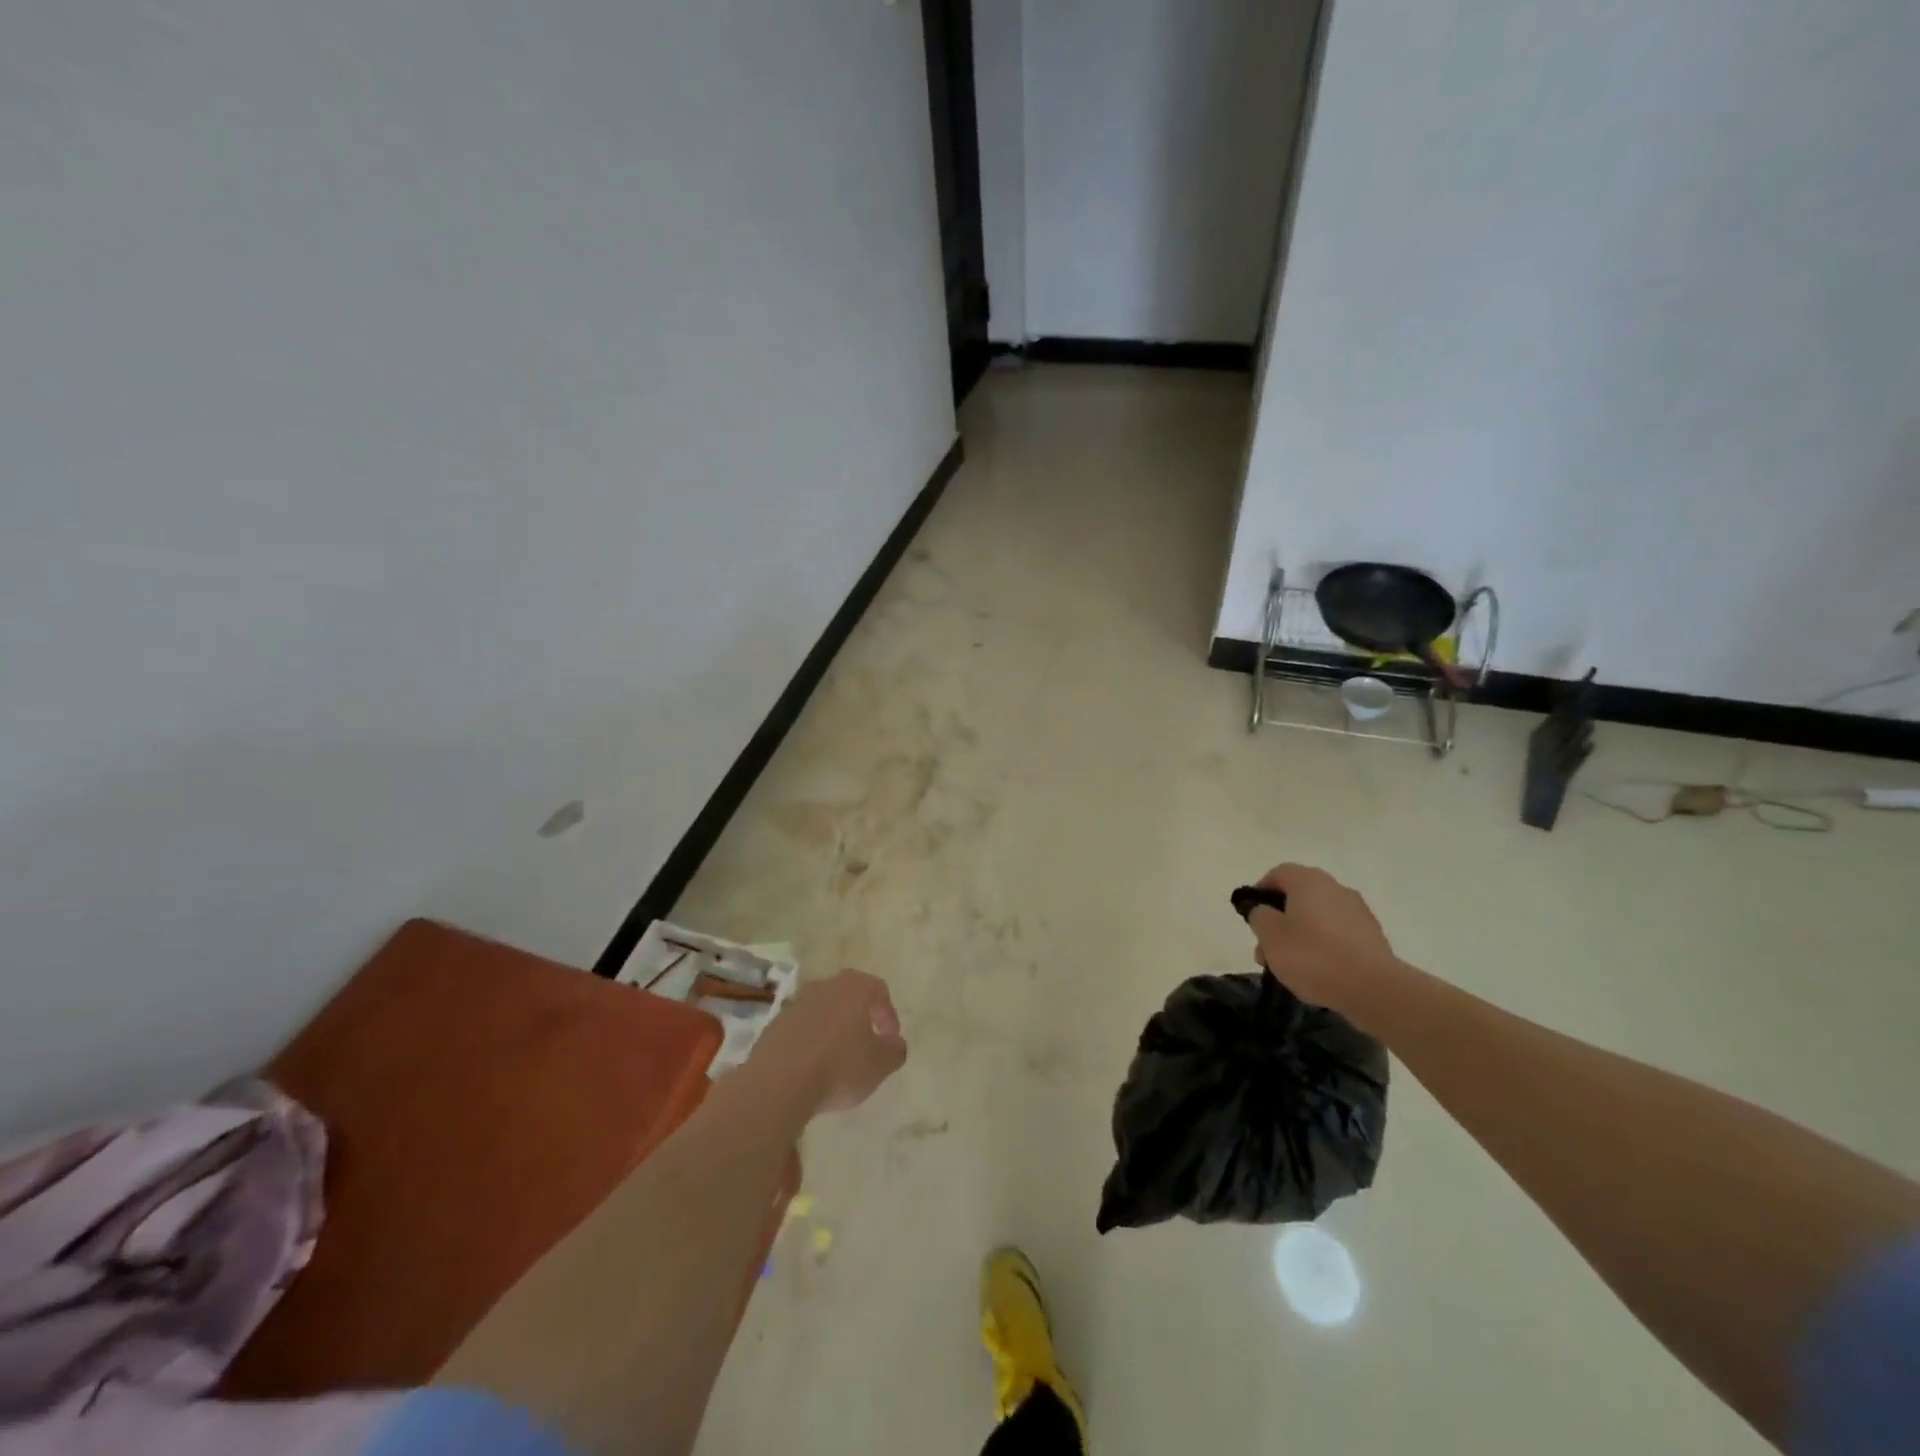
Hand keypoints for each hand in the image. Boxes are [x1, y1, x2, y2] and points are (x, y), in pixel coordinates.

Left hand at [756, 970, 907, 1113]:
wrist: (778, 1083)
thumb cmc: (839, 1066)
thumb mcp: (881, 1064)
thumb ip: (895, 1050)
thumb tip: (895, 1043)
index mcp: (853, 987)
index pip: (879, 991)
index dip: (889, 1015)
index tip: (891, 1041)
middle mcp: (824, 987)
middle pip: (848, 997)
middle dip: (859, 1020)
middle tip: (866, 1046)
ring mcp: (795, 1005)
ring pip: (823, 1013)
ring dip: (833, 1032)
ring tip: (838, 1062)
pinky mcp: (774, 1027)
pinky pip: (801, 1031)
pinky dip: (810, 1044)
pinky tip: (812, 1070)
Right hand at [1246, 863, 1399, 1019]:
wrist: (1373, 989)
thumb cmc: (1313, 956)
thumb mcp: (1269, 935)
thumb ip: (1258, 915)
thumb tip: (1264, 910)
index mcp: (1309, 881)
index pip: (1278, 874)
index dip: (1260, 891)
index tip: (1251, 915)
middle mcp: (1335, 888)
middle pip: (1298, 897)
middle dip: (1279, 921)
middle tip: (1266, 949)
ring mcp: (1358, 912)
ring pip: (1317, 918)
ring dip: (1299, 936)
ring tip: (1290, 967)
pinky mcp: (1372, 937)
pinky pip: (1337, 935)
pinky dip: (1323, 947)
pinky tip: (1317, 972)